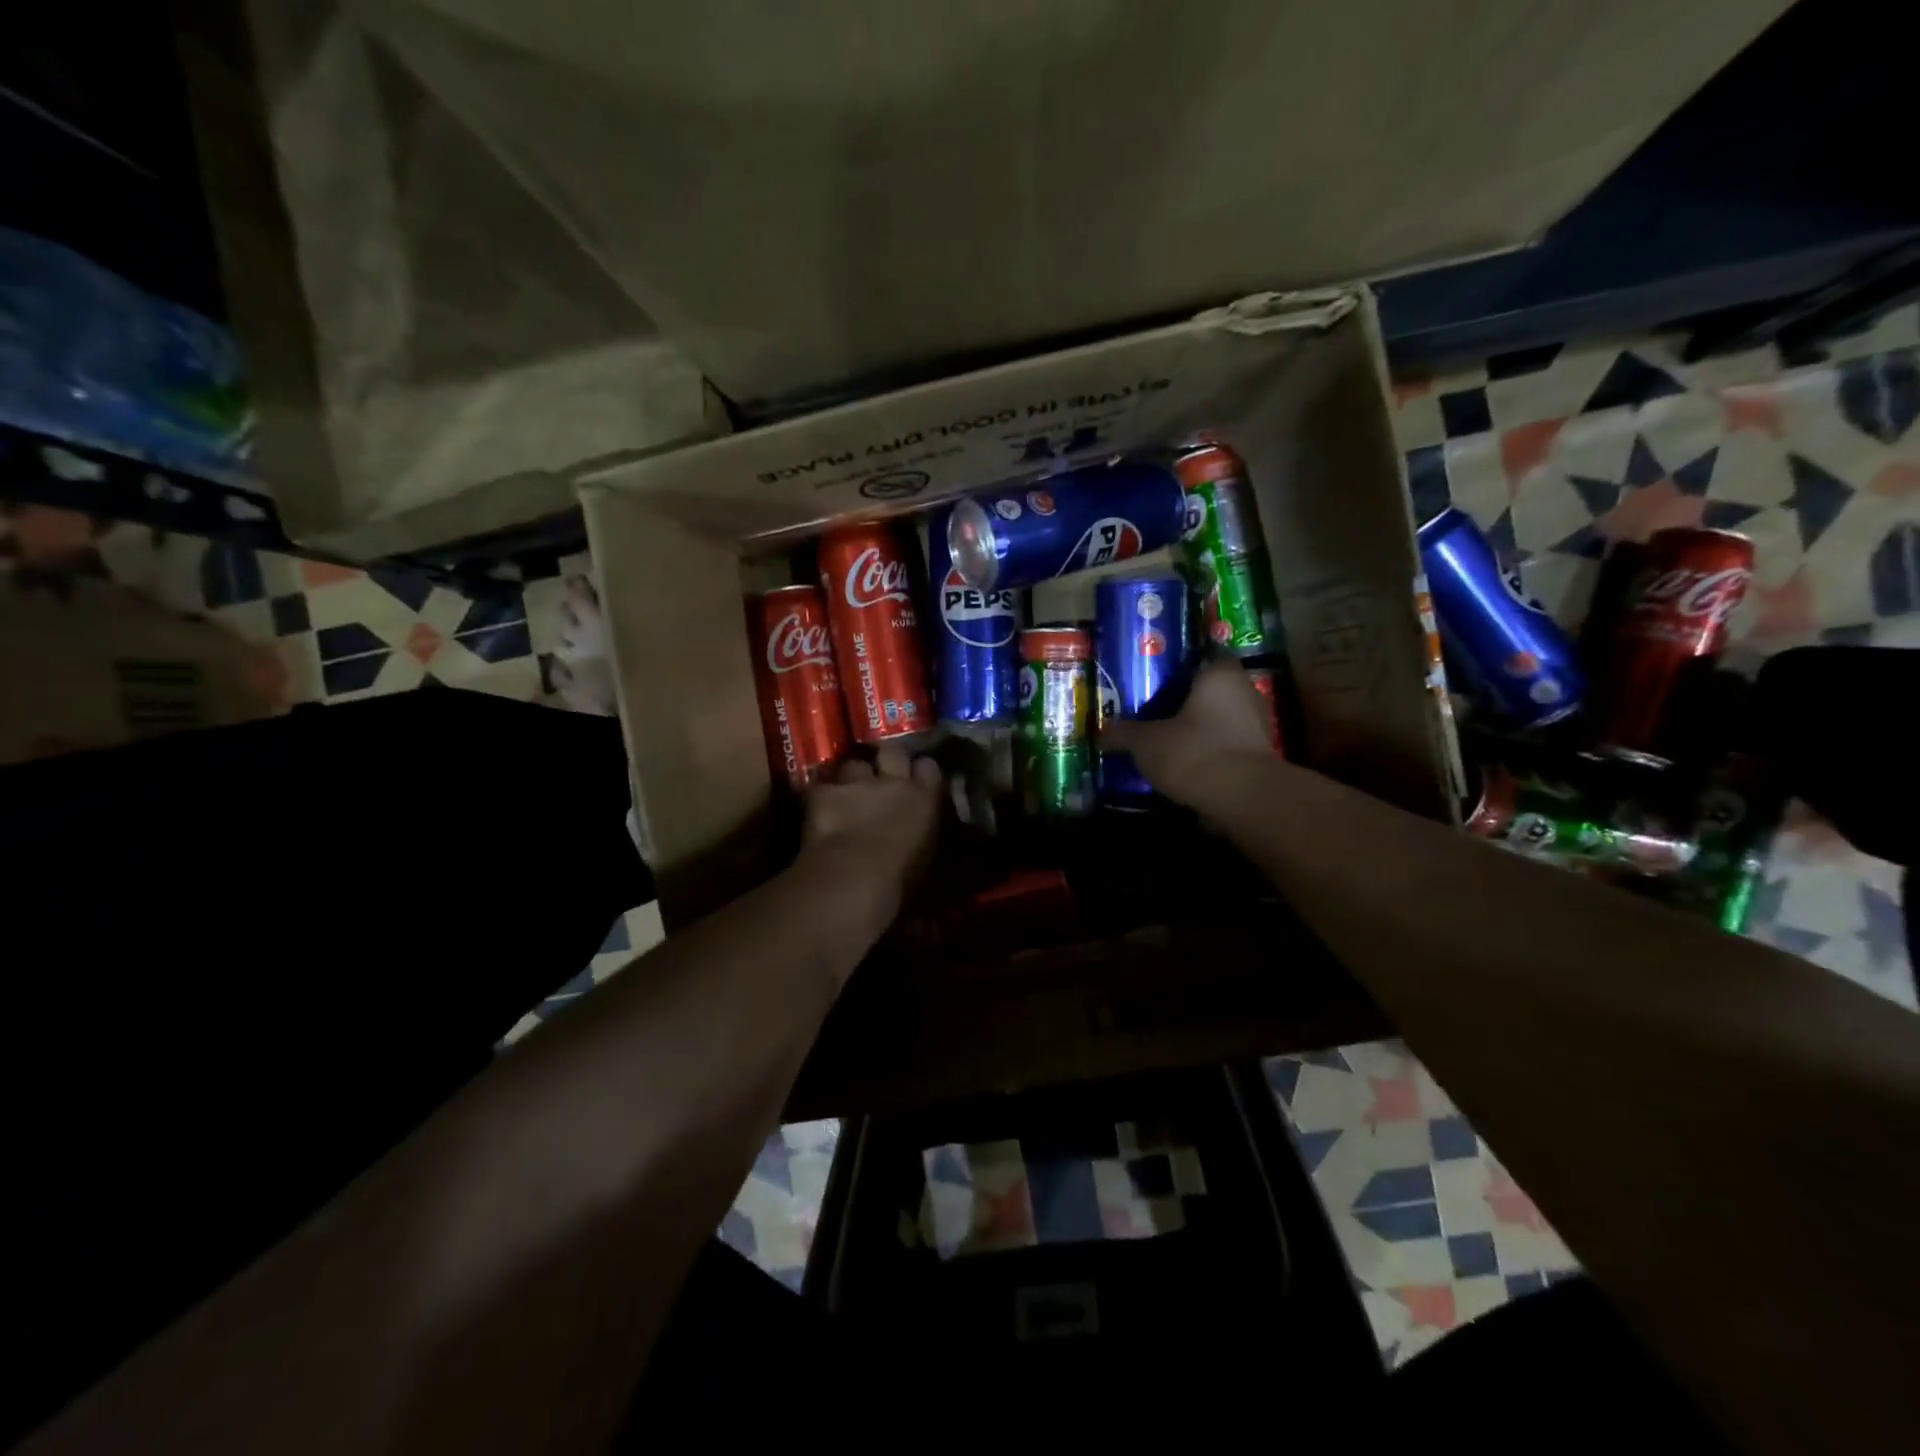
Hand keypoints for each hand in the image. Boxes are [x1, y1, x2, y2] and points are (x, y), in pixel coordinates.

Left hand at [801, 746, 943, 904]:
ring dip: (851, 778)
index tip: (916, 778)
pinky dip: (820, 798)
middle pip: (893, 753)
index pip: (928, 767)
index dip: (920, 771)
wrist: (855, 876)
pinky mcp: (823, 791)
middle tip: (881, 776)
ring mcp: (856, 782)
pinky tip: (817, 812)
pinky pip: (821, 787)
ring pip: (853, 766)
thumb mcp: (924, 855)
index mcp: (923, 799)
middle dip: (887, 760)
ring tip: (846, 795)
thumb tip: (917, 831)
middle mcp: (892, 781)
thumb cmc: (900, 878)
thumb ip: (921, 832)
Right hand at [1100, 659, 1274, 805]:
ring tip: (1163, 743)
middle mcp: (1245, 692)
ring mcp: (1257, 726)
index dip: (1175, 670)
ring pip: (1218, 721)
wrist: (1242, 799)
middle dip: (1183, 704)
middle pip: (1208, 692)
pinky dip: (1206, 754)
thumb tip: (1101, 733)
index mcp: (1219, 675)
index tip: (1152, 683)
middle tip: (1150, 714)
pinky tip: (1182, 766)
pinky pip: (1225, 747)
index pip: (1199, 659)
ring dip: (1196, 731)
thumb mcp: (1145, 742)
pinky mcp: (1259, 758)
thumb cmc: (1193, 752)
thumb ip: (1123, 734)